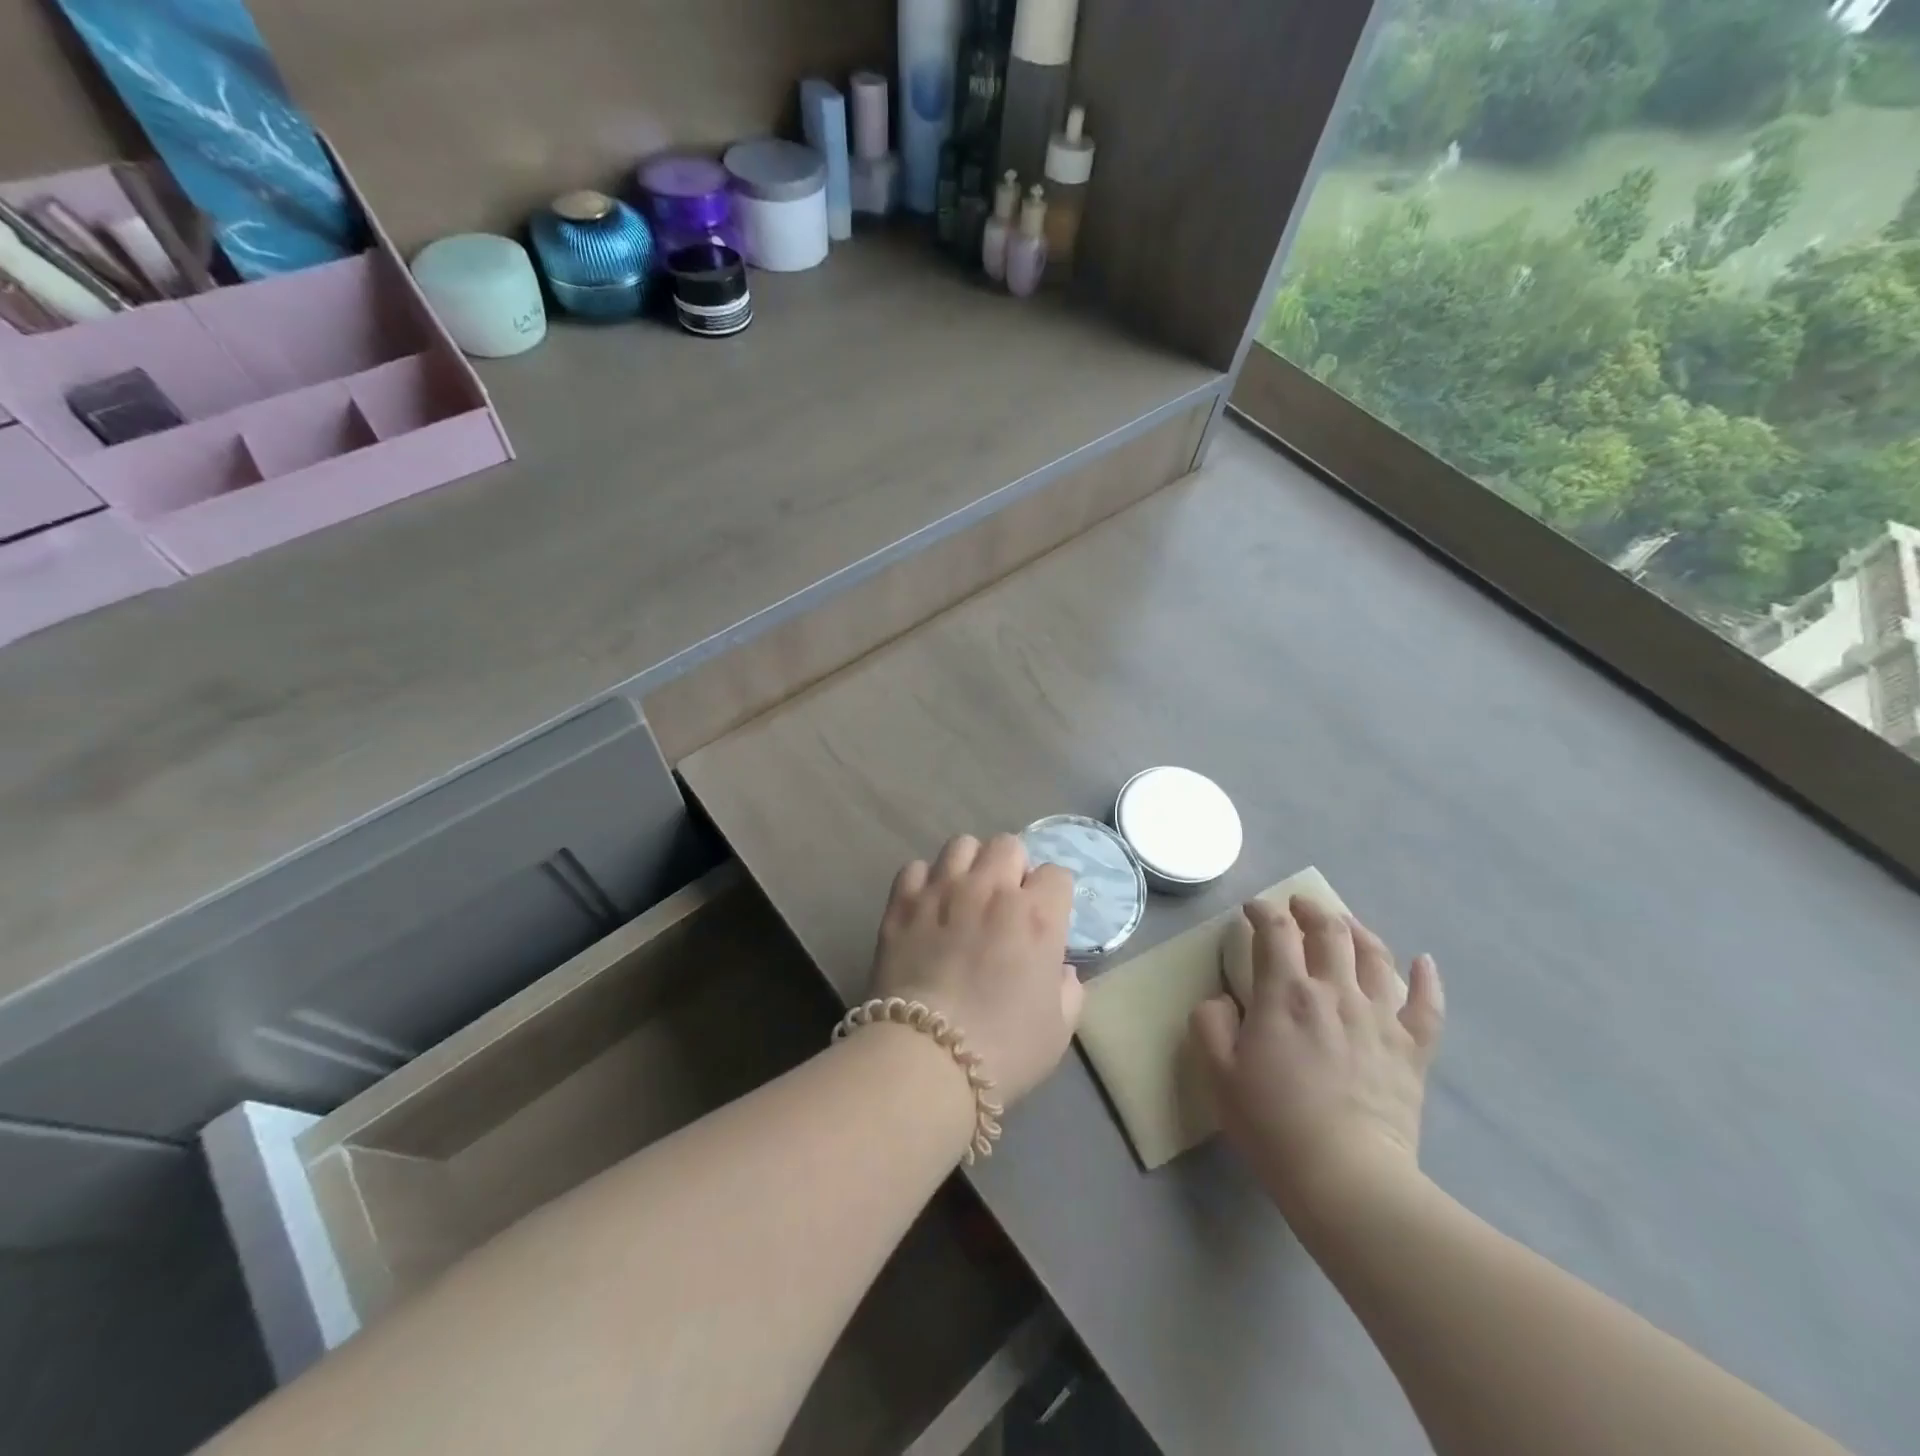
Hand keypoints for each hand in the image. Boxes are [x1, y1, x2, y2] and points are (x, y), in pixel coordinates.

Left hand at [868, 834, 1083, 1106]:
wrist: (925, 1060)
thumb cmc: (1003, 1051)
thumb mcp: (1058, 1030)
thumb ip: (1068, 990)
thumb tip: (1061, 970)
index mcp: (1036, 916)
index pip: (1056, 874)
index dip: (1053, 895)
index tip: (1046, 917)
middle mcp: (991, 890)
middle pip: (1008, 844)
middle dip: (1012, 867)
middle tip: (1005, 902)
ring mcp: (942, 891)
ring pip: (961, 844)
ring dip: (969, 865)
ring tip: (964, 895)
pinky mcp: (902, 903)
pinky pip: (916, 868)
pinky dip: (925, 882)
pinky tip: (926, 908)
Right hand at [1192, 896, 1444, 1221]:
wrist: (1347, 1178)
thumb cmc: (1273, 1124)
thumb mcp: (1218, 1072)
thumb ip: (1210, 1023)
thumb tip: (1223, 1000)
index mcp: (1286, 994)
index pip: (1275, 932)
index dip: (1263, 912)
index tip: (1253, 910)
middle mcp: (1336, 992)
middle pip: (1329, 931)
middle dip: (1311, 910)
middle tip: (1299, 906)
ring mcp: (1381, 1018)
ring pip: (1375, 956)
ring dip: (1357, 930)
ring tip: (1345, 924)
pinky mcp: (1412, 1049)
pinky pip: (1427, 1005)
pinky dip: (1427, 978)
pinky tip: (1424, 961)